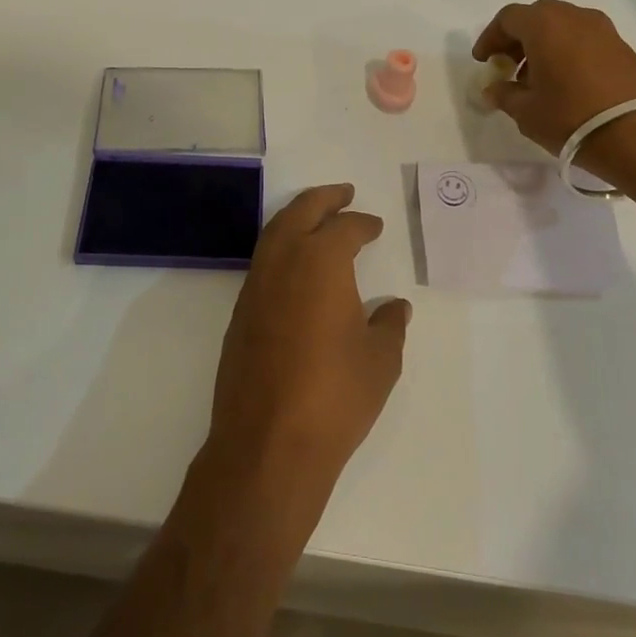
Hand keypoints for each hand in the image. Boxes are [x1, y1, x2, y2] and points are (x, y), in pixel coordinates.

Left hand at [206, 185, 409, 504]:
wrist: (268, 444)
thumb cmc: (335, 397)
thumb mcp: (380, 361)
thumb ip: (389, 326)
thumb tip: (395, 308)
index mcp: (320, 262)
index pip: (343, 228)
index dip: (362, 224)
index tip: (374, 226)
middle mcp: (282, 263)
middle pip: (300, 213)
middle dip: (323, 198)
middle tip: (343, 192)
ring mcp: (255, 288)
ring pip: (273, 234)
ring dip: (296, 219)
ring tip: (318, 220)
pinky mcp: (240, 315)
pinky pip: (262, 263)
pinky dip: (281, 249)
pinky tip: (296, 269)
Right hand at [472, 0, 635, 156]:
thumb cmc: (571, 117)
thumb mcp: (526, 111)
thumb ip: (504, 95)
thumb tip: (493, 89)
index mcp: (544, 24)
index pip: (508, 18)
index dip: (491, 37)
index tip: (484, 61)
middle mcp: (574, 16)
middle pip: (537, 17)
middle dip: (517, 39)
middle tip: (507, 66)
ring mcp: (602, 29)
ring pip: (562, 27)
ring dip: (543, 45)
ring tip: (535, 78)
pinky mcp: (622, 46)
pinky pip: (583, 39)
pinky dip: (566, 51)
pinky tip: (563, 82)